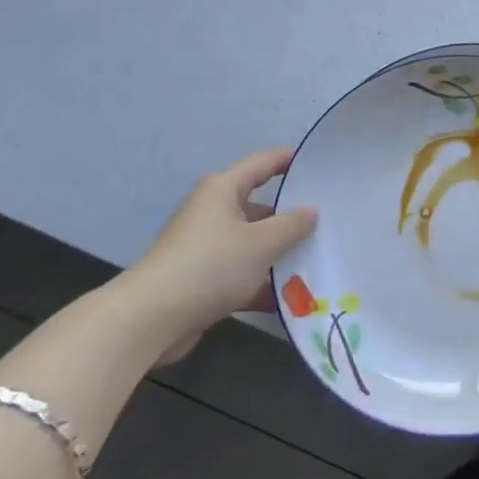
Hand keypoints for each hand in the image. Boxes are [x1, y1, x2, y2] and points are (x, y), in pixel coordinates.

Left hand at [118, 147, 317, 365]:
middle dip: (290, 216)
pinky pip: (240, 272)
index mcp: (223, 190)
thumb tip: (311, 211)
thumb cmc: (210, 266)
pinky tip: (290, 299)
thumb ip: (292, 225)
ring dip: (278, 254)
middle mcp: (212, 211)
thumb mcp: (262, 243)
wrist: (150, 319)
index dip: (290, 159)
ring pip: (252, 243)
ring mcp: (205, 246)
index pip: (263, 163)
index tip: (318, 161)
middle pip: (259, 206)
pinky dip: (261, 282)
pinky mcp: (201, 279)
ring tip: (316, 261)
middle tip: (327, 221)